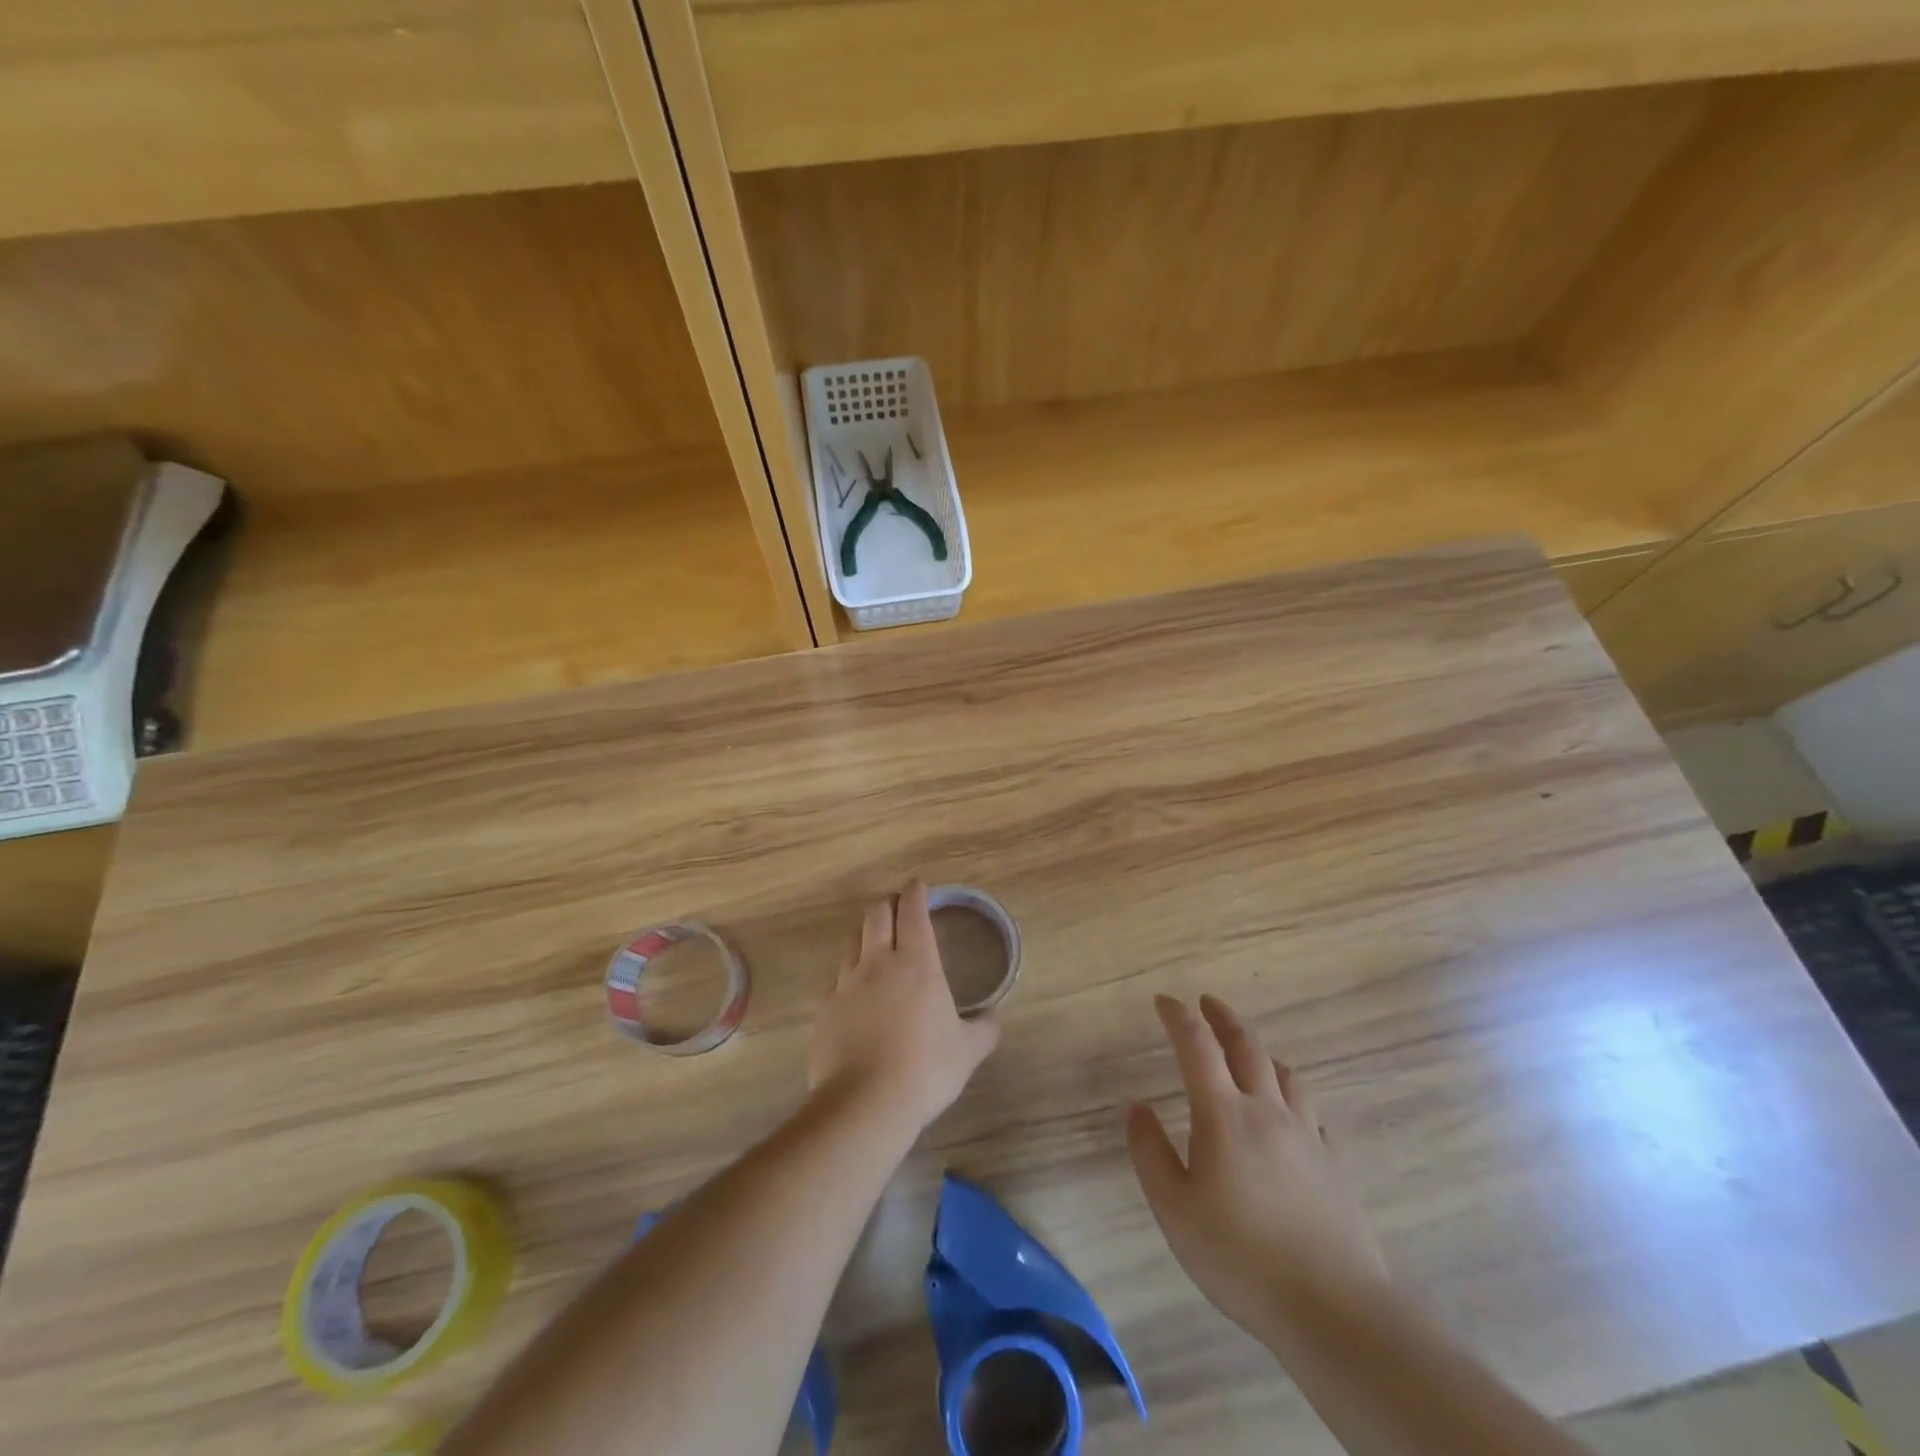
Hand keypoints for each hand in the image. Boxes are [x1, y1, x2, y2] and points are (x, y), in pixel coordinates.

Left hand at [809, 880, 1001, 1131]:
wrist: (865, 1103)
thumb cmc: (925, 1069)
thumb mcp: (967, 1051)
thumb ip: (984, 1030)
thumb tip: (995, 1019)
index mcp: (917, 963)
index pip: (913, 912)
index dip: (916, 892)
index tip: (918, 884)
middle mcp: (878, 963)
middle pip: (876, 915)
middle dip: (887, 904)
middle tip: (897, 906)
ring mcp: (846, 984)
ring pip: (852, 942)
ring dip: (865, 934)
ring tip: (875, 942)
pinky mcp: (825, 1009)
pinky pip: (837, 979)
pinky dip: (848, 975)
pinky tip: (855, 991)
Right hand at [1126, 995, 1387, 1340]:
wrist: (1333, 1309)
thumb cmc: (1240, 1257)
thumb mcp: (1175, 1209)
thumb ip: (1150, 1152)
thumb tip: (1135, 1106)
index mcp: (1224, 1114)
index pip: (1197, 1046)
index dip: (1179, 1017)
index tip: (1164, 1000)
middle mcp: (1267, 1111)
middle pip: (1248, 1046)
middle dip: (1224, 1018)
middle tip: (1208, 1002)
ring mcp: (1307, 1136)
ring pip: (1286, 1075)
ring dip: (1262, 1053)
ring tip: (1249, 1053)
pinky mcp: (1334, 1165)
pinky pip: (1310, 1113)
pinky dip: (1292, 1098)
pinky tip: (1289, 1116)